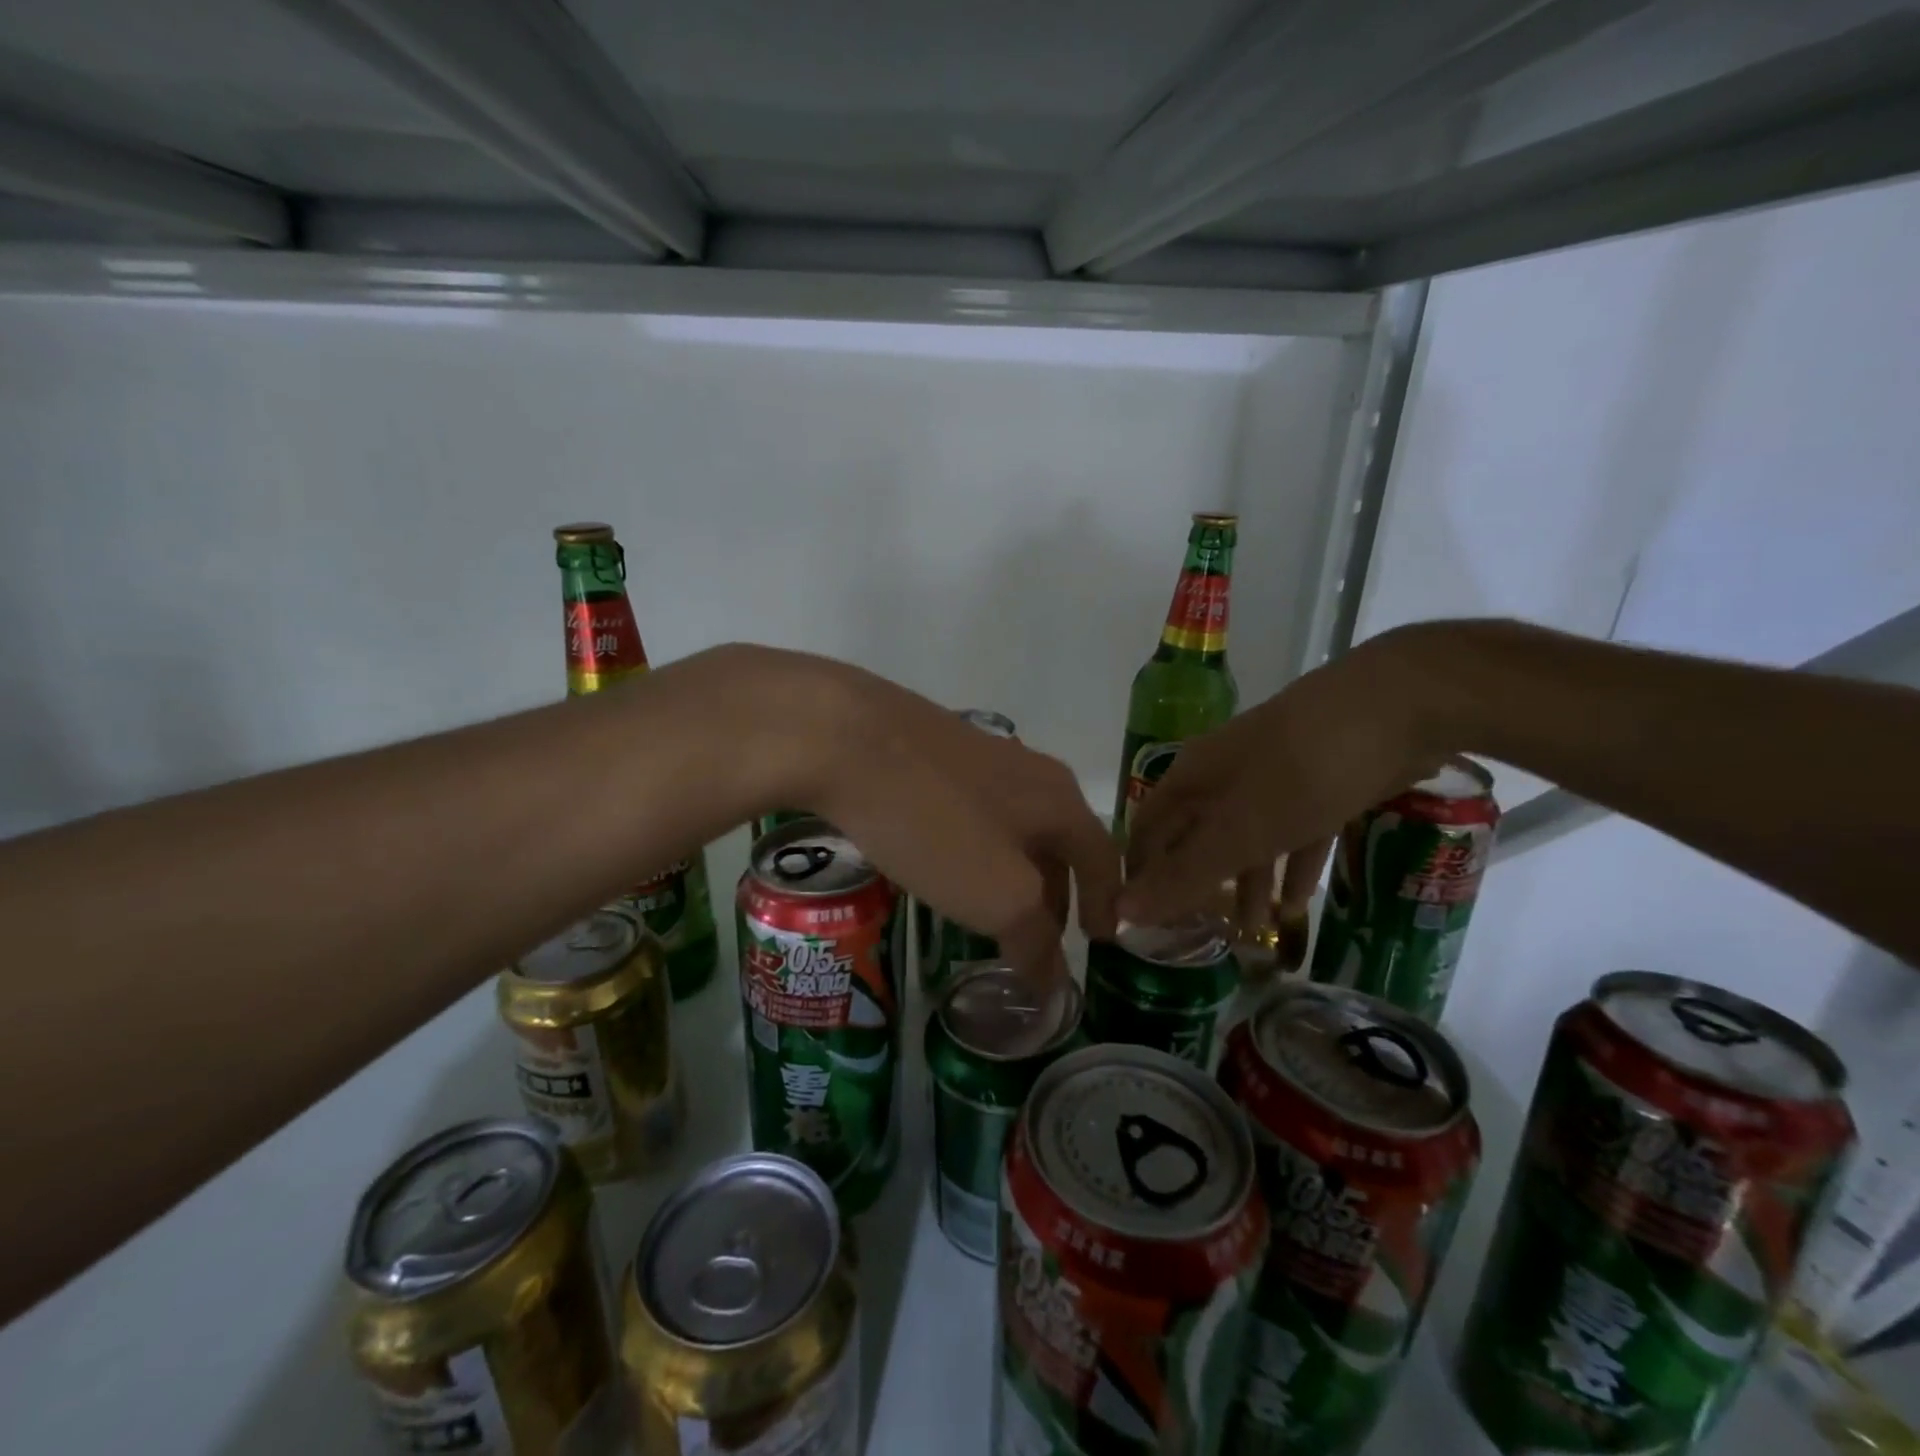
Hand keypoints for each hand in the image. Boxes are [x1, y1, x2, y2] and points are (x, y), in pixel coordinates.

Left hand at [737, 649, 1120, 980]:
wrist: (846, 738)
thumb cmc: (936, 823)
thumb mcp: (998, 895)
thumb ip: (1034, 940)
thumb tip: (1055, 984)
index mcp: (1059, 801)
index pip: (1102, 858)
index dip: (1106, 903)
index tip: (1102, 941)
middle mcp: (1029, 772)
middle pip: (1057, 842)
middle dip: (1054, 894)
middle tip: (1038, 938)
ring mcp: (978, 757)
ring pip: (1012, 827)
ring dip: (1013, 873)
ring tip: (991, 910)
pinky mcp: (932, 754)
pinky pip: (971, 814)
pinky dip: (975, 851)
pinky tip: (943, 865)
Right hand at [1118, 629, 1440, 927]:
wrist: (1400, 705)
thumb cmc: (1301, 771)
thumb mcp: (1239, 831)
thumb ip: (1184, 873)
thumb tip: (1122, 910)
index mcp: (1192, 777)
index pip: (1148, 828)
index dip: (1141, 873)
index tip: (1143, 921)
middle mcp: (1224, 775)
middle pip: (1197, 835)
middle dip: (1197, 884)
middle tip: (1198, 937)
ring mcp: (1273, 776)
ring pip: (1247, 838)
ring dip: (1246, 883)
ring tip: (1252, 934)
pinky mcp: (1319, 783)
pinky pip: (1295, 832)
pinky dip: (1292, 865)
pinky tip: (1298, 903)